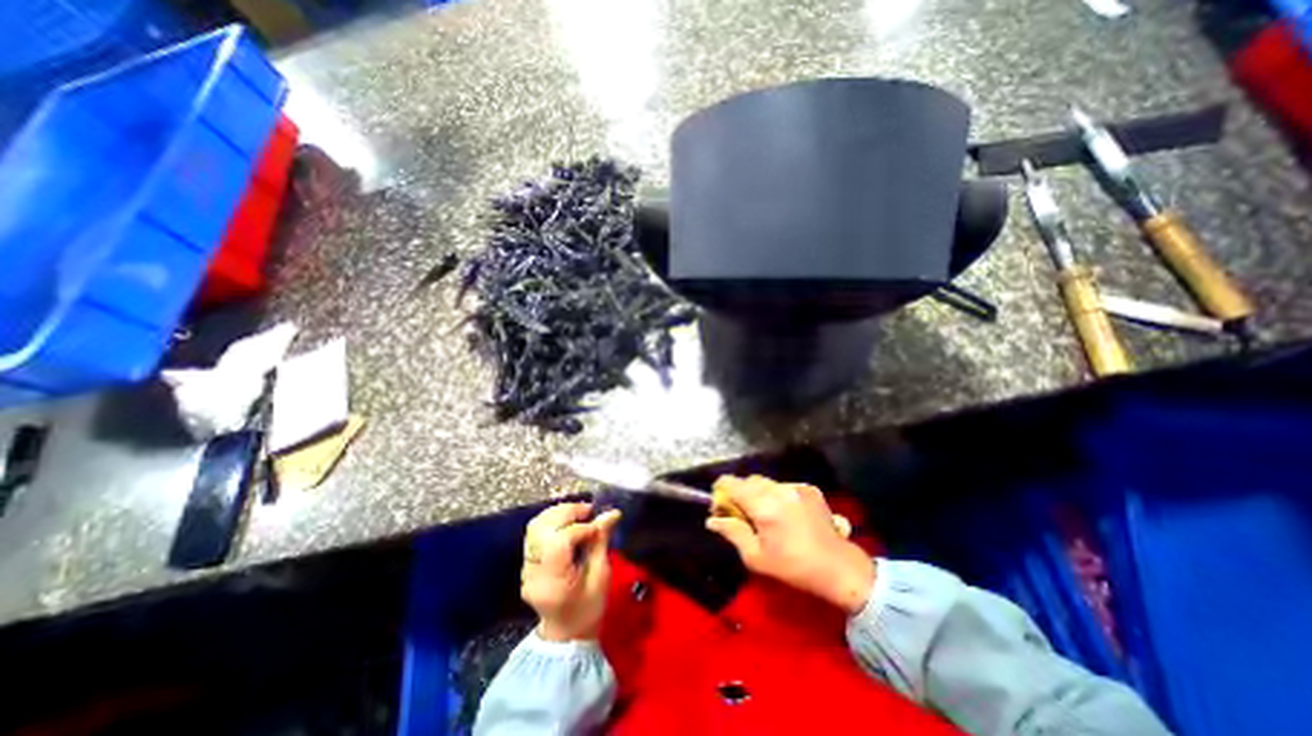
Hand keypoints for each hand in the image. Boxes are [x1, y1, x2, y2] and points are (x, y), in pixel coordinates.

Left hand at [520, 504, 621, 640]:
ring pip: (535, 526)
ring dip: (558, 513)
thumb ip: (601, 541)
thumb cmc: (589, 608)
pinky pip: (535, 532)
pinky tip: (568, 521)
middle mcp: (533, 572)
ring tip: (579, 513)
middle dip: (567, 513)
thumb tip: (612, 513)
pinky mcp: (526, 562)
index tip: (598, 525)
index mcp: (553, 581)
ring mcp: (526, 567)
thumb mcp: (601, 576)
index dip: (580, 528)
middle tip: (588, 510)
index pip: (559, 542)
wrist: (566, 633)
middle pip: (542, 529)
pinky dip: (552, 520)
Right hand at [702, 473, 873, 610]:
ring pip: (767, 483)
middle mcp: (778, 490)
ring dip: (759, 494)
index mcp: (763, 506)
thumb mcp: (756, 557)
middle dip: (740, 493)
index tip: (720, 503)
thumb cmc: (793, 567)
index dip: (721, 489)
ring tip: (766, 515)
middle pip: (748, 480)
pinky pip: (784, 486)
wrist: (839, 568)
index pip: (732, 482)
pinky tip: (785, 514)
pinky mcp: (809, 489)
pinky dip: (778, 495)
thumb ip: (732, 532)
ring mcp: (795, 487)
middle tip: (742, 513)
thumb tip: (712, 520)